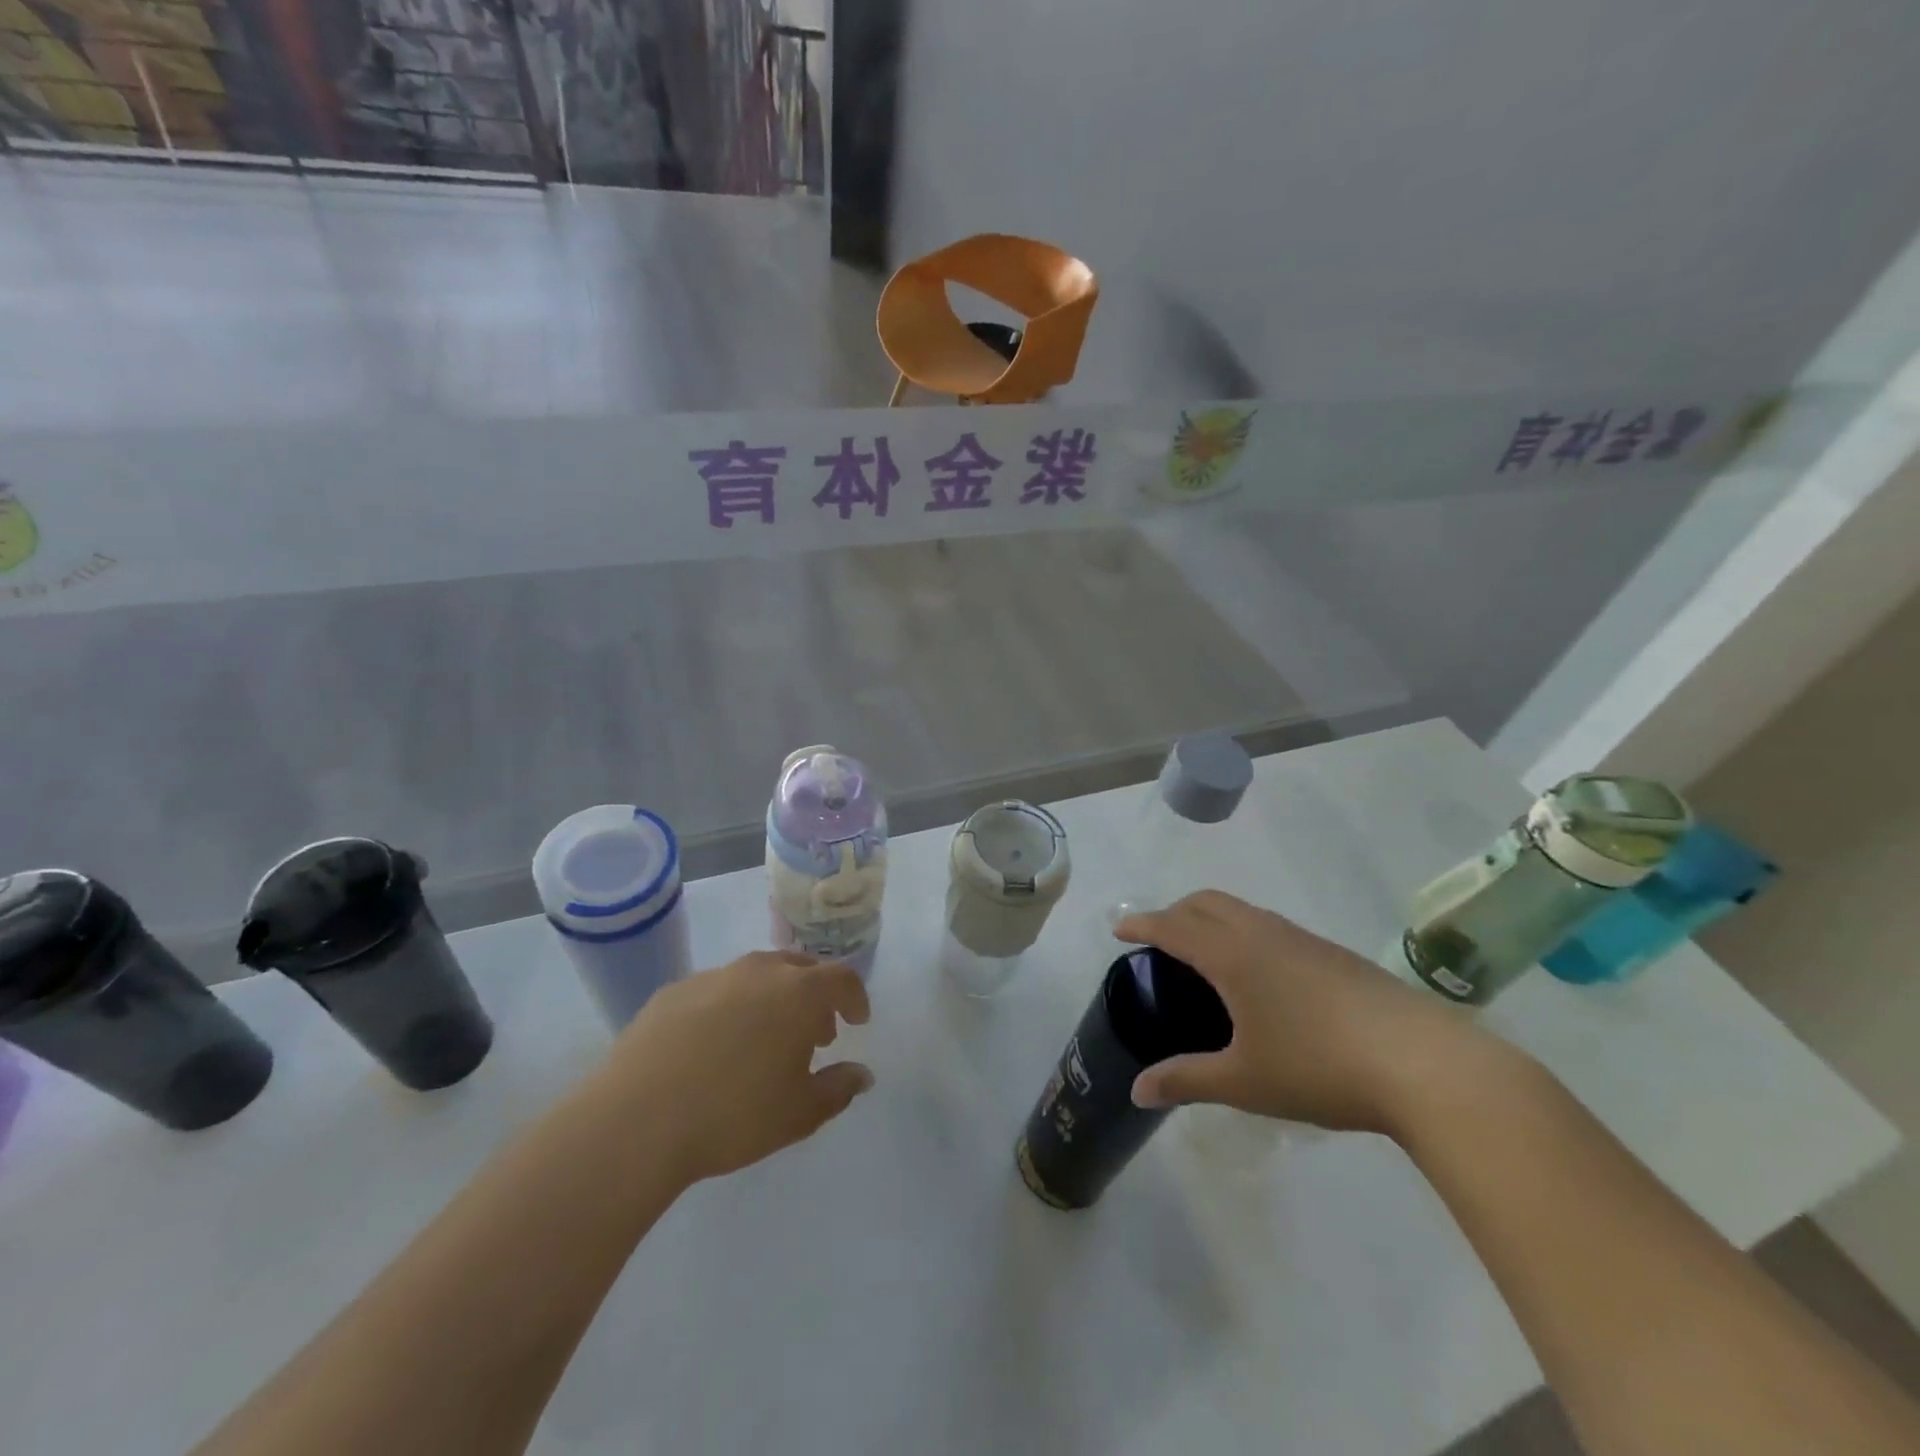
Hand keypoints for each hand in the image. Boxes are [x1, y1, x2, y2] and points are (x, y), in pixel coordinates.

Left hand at [602, 951, 872, 1183]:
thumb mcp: (800, 1113)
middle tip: (814, 1032)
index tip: (857, 1021)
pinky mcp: (673, 992)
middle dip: (814, 996)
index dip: (855, 998)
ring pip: (756, 975)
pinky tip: (713, 1046)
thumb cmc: (734, 1115)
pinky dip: (729, 1008)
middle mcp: (759, 971)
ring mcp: (712, 977)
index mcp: (798, 993)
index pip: (841, 979)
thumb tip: (862, 1074)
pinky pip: (715, 991)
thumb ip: (839, 1088)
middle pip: (799, 968)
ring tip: (764, 1039)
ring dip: (771, 998)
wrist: (637, 1120)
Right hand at [1117, 891, 1505, 1136]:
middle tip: (1159, 939)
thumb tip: (1137, 1091)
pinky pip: (1270, 926)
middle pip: (1206, 903)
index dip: (1142, 923)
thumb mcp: (1243, 1081)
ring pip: (1242, 910)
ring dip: (1211, 918)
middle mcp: (1262, 934)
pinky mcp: (1333, 953)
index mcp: (1232, 955)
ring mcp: (1302, 939)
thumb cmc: (1319, 1067)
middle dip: (1175, 911)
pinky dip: (1244, 932)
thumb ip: (1185, 1080)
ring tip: (1205, 954)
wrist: (1424, 1064)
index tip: (1119, 927)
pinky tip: (1262, 976)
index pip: (1173, 926)